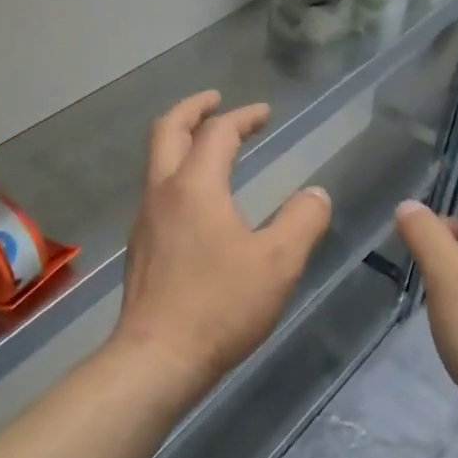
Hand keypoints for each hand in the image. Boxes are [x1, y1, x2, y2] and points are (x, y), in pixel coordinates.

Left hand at [112, 92, 332, 405]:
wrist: (158, 357)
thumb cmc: (220, 305)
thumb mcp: (278, 262)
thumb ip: (303, 220)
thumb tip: (316, 194)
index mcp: (195, 186)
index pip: (218, 133)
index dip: (243, 117)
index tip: (264, 113)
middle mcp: (162, 193)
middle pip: (167, 131)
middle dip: (192, 109)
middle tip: (215, 100)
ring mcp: (145, 220)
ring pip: (156, 162)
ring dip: (181, 141)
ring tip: (209, 145)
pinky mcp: (141, 247)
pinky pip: (157, 192)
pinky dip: (177, 173)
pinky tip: (198, 200)